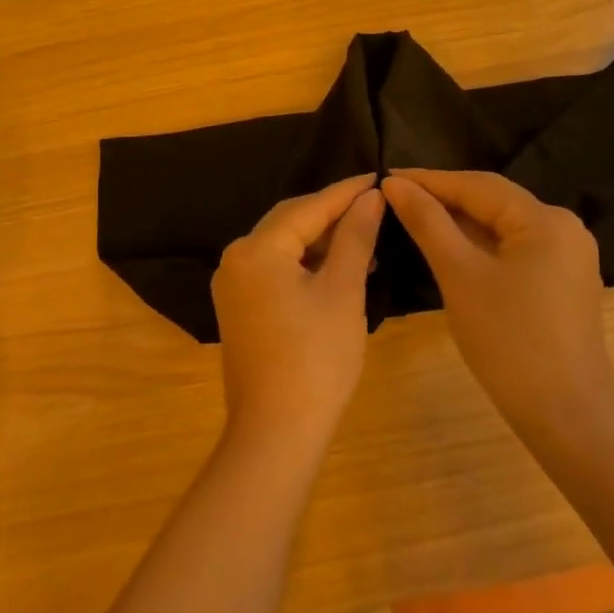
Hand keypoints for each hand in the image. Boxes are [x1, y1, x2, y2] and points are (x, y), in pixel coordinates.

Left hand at [212, 175, 384, 451]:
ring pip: (284, 247)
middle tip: (374, 206)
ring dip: (322, 242)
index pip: (308, 208)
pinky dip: (307, 265)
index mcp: (255, 249)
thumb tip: (371, 198)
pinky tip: (340, 269)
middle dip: (333, 214)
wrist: (276, 435)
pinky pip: (277, 270)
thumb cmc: (316, 359)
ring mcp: (234, 285)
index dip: (346, 192)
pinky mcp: (240, 308)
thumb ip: (355, 238)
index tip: (379, 178)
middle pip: (291, 222)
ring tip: (366, 239)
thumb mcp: (343, 292)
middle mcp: (236, 258)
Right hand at [382, 169, 613, 441]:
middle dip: (443, 199)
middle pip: (492, 202)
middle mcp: (563, 228)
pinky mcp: (562, 282)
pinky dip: (479, 246)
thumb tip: (394, 184)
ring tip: (413, 217)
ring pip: (501, 226)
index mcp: (545, 220)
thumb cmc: (509, 341)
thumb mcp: (459, 275)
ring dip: (459, 222)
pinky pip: (513, 249)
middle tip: (394, 196)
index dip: (428, 180)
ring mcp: (567, 257)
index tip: (384, 177)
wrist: (567, 418)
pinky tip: (449, 248)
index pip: (477, 185)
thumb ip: (427, 222)